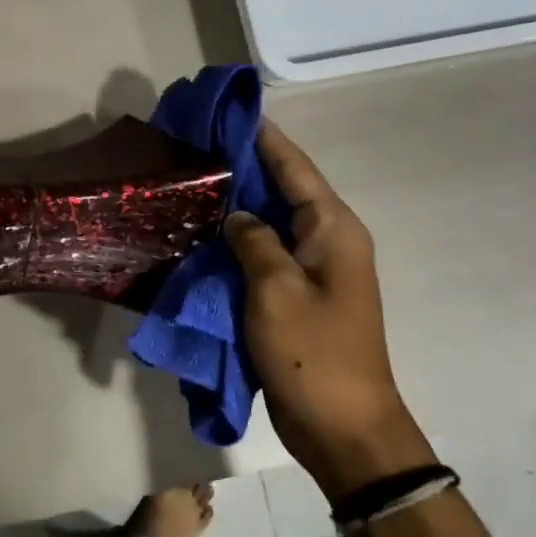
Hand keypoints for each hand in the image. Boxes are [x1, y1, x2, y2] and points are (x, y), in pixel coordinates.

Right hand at [224, 120, 433, 497]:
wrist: (343, 426)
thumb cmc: (313, 353)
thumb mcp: (276, 289)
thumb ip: (253, 241)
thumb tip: (237, 216)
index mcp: (333, 228)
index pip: (294, 166)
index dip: (262, 136)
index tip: (228, 110)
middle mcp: (327, 241)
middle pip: (282, 190)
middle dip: (242, 167)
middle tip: (195, 147)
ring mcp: (312, 271)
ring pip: (270, 224)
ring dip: (237, 206)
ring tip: (192, 184)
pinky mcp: (296, 298)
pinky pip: (264, 257)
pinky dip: (237, 244)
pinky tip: (203, 236)